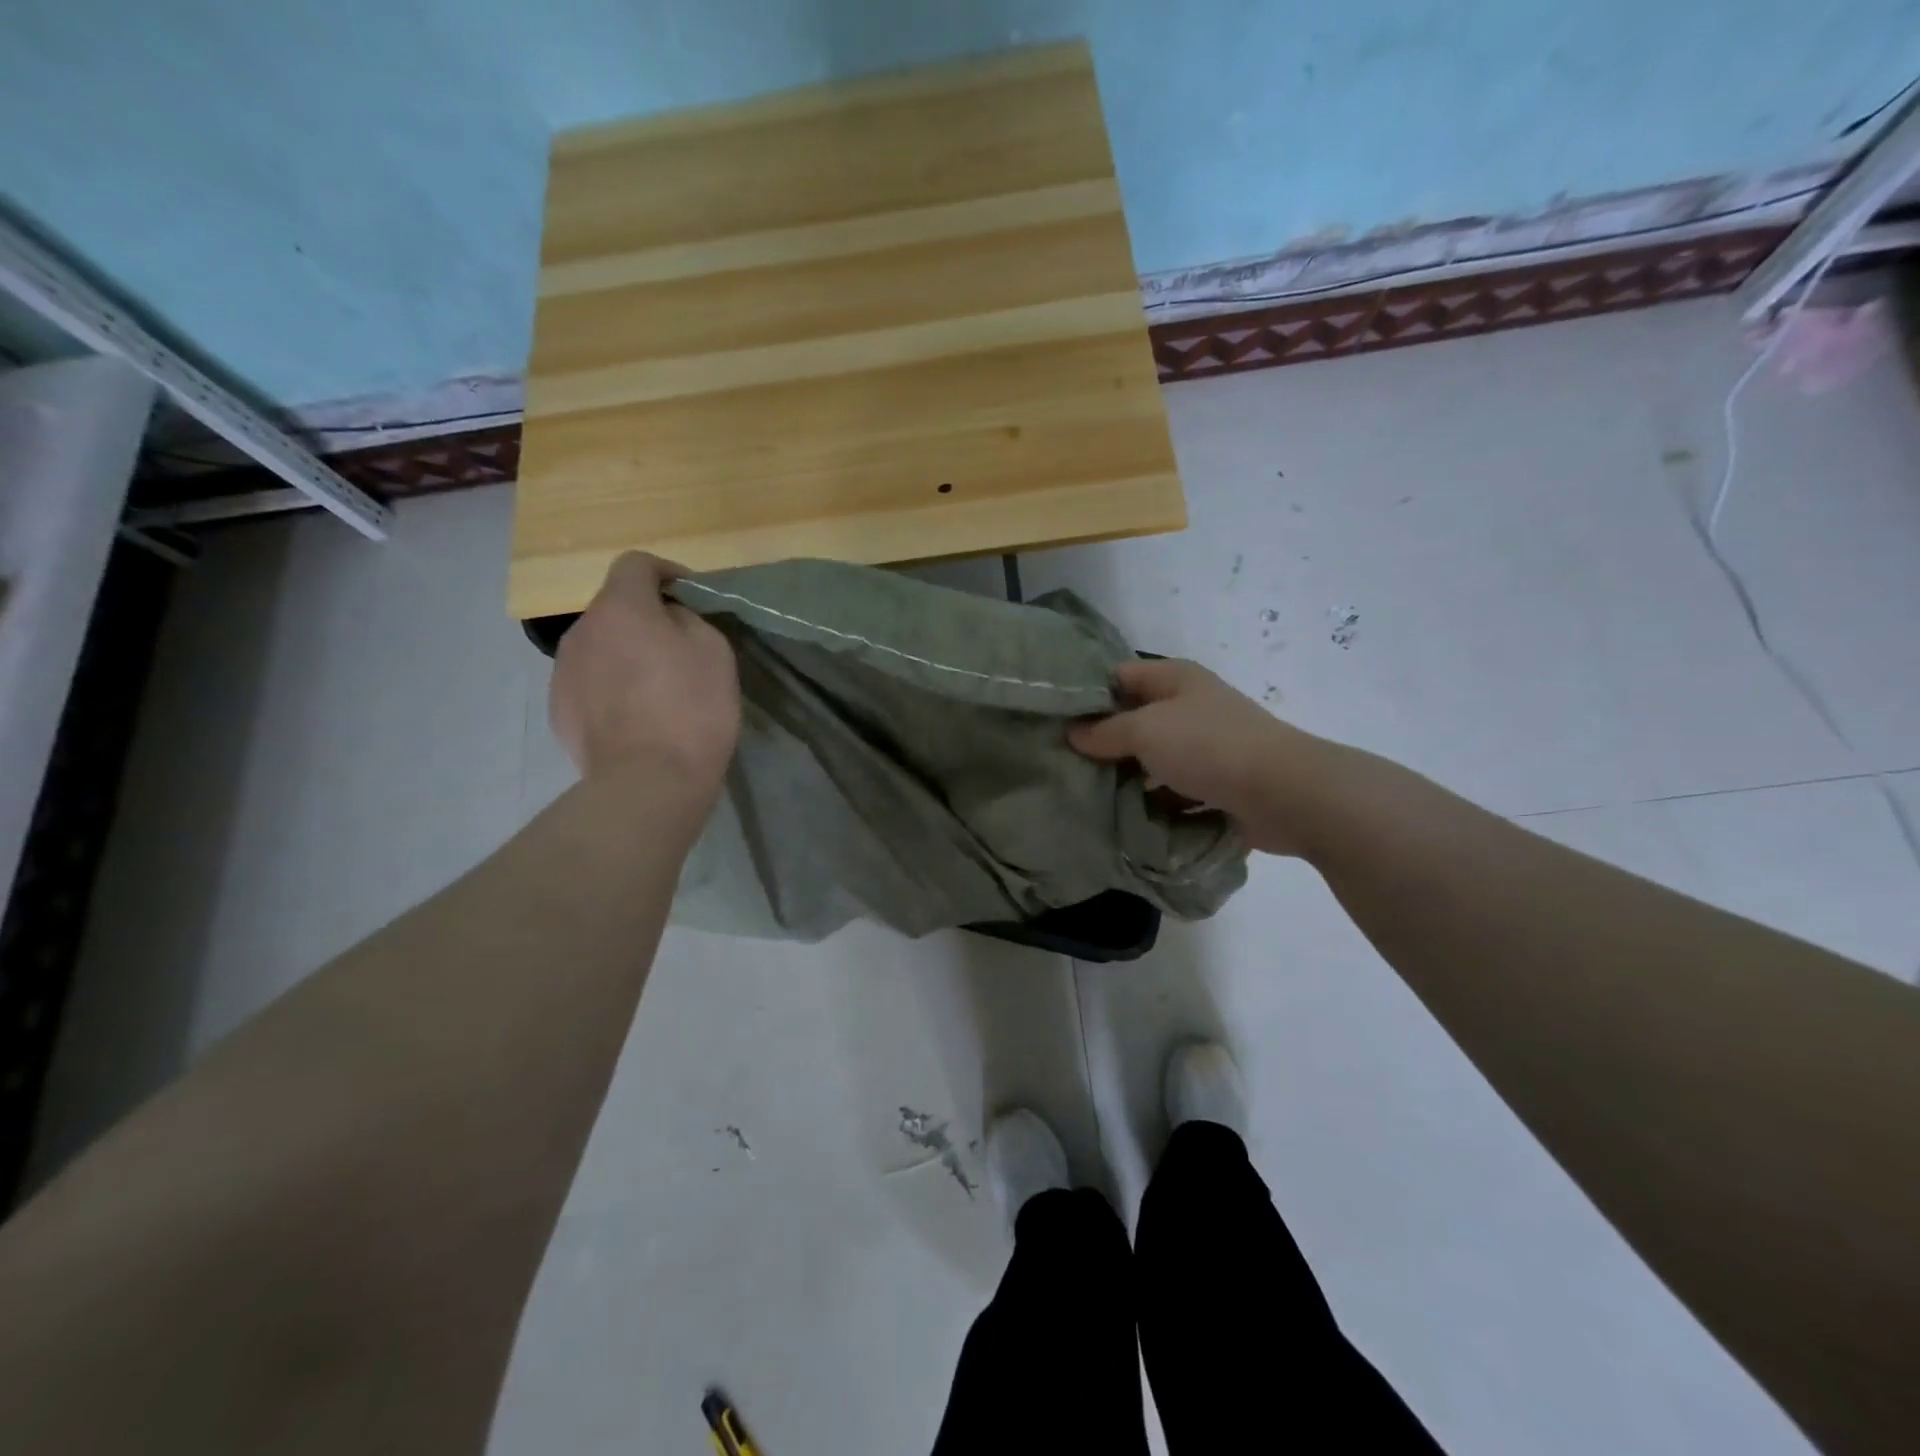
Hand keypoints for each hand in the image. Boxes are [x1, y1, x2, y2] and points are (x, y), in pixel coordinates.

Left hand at [550, 553, 739, 793]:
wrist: (649, 782)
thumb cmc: (692, 709)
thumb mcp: (713, 650)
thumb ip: (688, 619)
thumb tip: (667, 618)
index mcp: (620, 608)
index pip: (635, 564)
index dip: (666, 572)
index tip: (691, 595)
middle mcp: (582, 631)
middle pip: (615, 609)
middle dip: (645, 619)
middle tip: (679, 648)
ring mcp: (563, 672)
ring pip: (599, 648)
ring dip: (625, 655)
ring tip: (655, 688)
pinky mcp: (558, 711)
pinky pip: (589, 684)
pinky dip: (610, 689)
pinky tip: (635, 718)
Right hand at [1068, 659, 1332, 854]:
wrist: (1283, 793)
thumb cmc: (1207, 747)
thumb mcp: (1145, 731)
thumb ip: (1105, 732)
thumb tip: (1073, 734)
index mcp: (1175, 679)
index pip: (1119, 676)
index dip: (1087, 695)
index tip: (1054, 721)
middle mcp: (1191, 707)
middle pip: (1135, 720)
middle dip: (1103, 743)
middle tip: (1063, 765)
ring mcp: (1207, 748)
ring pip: (1154, 760)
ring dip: (1128, 779)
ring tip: (1087, 798)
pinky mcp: (1218, 785)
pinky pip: (1175, 792)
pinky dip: (1156, 804)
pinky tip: (1125, 821)